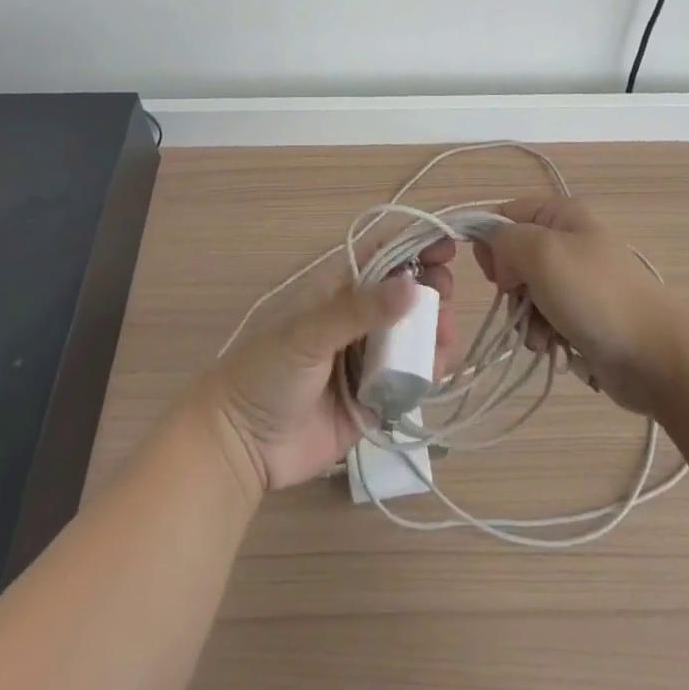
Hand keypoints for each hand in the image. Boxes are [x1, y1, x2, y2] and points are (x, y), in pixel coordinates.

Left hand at [201, 238, 454, 493]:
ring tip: (444, 335)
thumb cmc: (267, 372)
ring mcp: (367, 358)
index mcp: (337, 290)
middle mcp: (357, 319)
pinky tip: (434, 369)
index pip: (382, 255)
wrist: (241, 445)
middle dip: (431, 288)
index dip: (414, 244)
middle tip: (445, 295)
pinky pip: (410, 378)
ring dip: (434, 329)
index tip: (447, 246)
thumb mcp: (308, 333)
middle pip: (405, 293)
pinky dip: (428, 370)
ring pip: (413, 335)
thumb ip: (360, 310)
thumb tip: (414, 285)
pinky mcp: (375, 398)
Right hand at [474, 196, 681, 415]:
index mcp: (560, 214)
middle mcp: (568, 241)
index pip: (504, 216)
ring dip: (526, 319)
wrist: (655, 356)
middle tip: (522, 305)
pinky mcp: (583, 316)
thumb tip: (496, 254)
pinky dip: (544, 336)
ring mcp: (577, 281)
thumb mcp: (540, 252)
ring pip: (526, 294)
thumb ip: (503, 240)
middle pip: (513, 258)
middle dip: (511, 289)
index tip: (495, 274)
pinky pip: (546, 320)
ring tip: (543, 338)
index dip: (491, 244)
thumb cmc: (595, 295)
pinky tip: (556, 349)